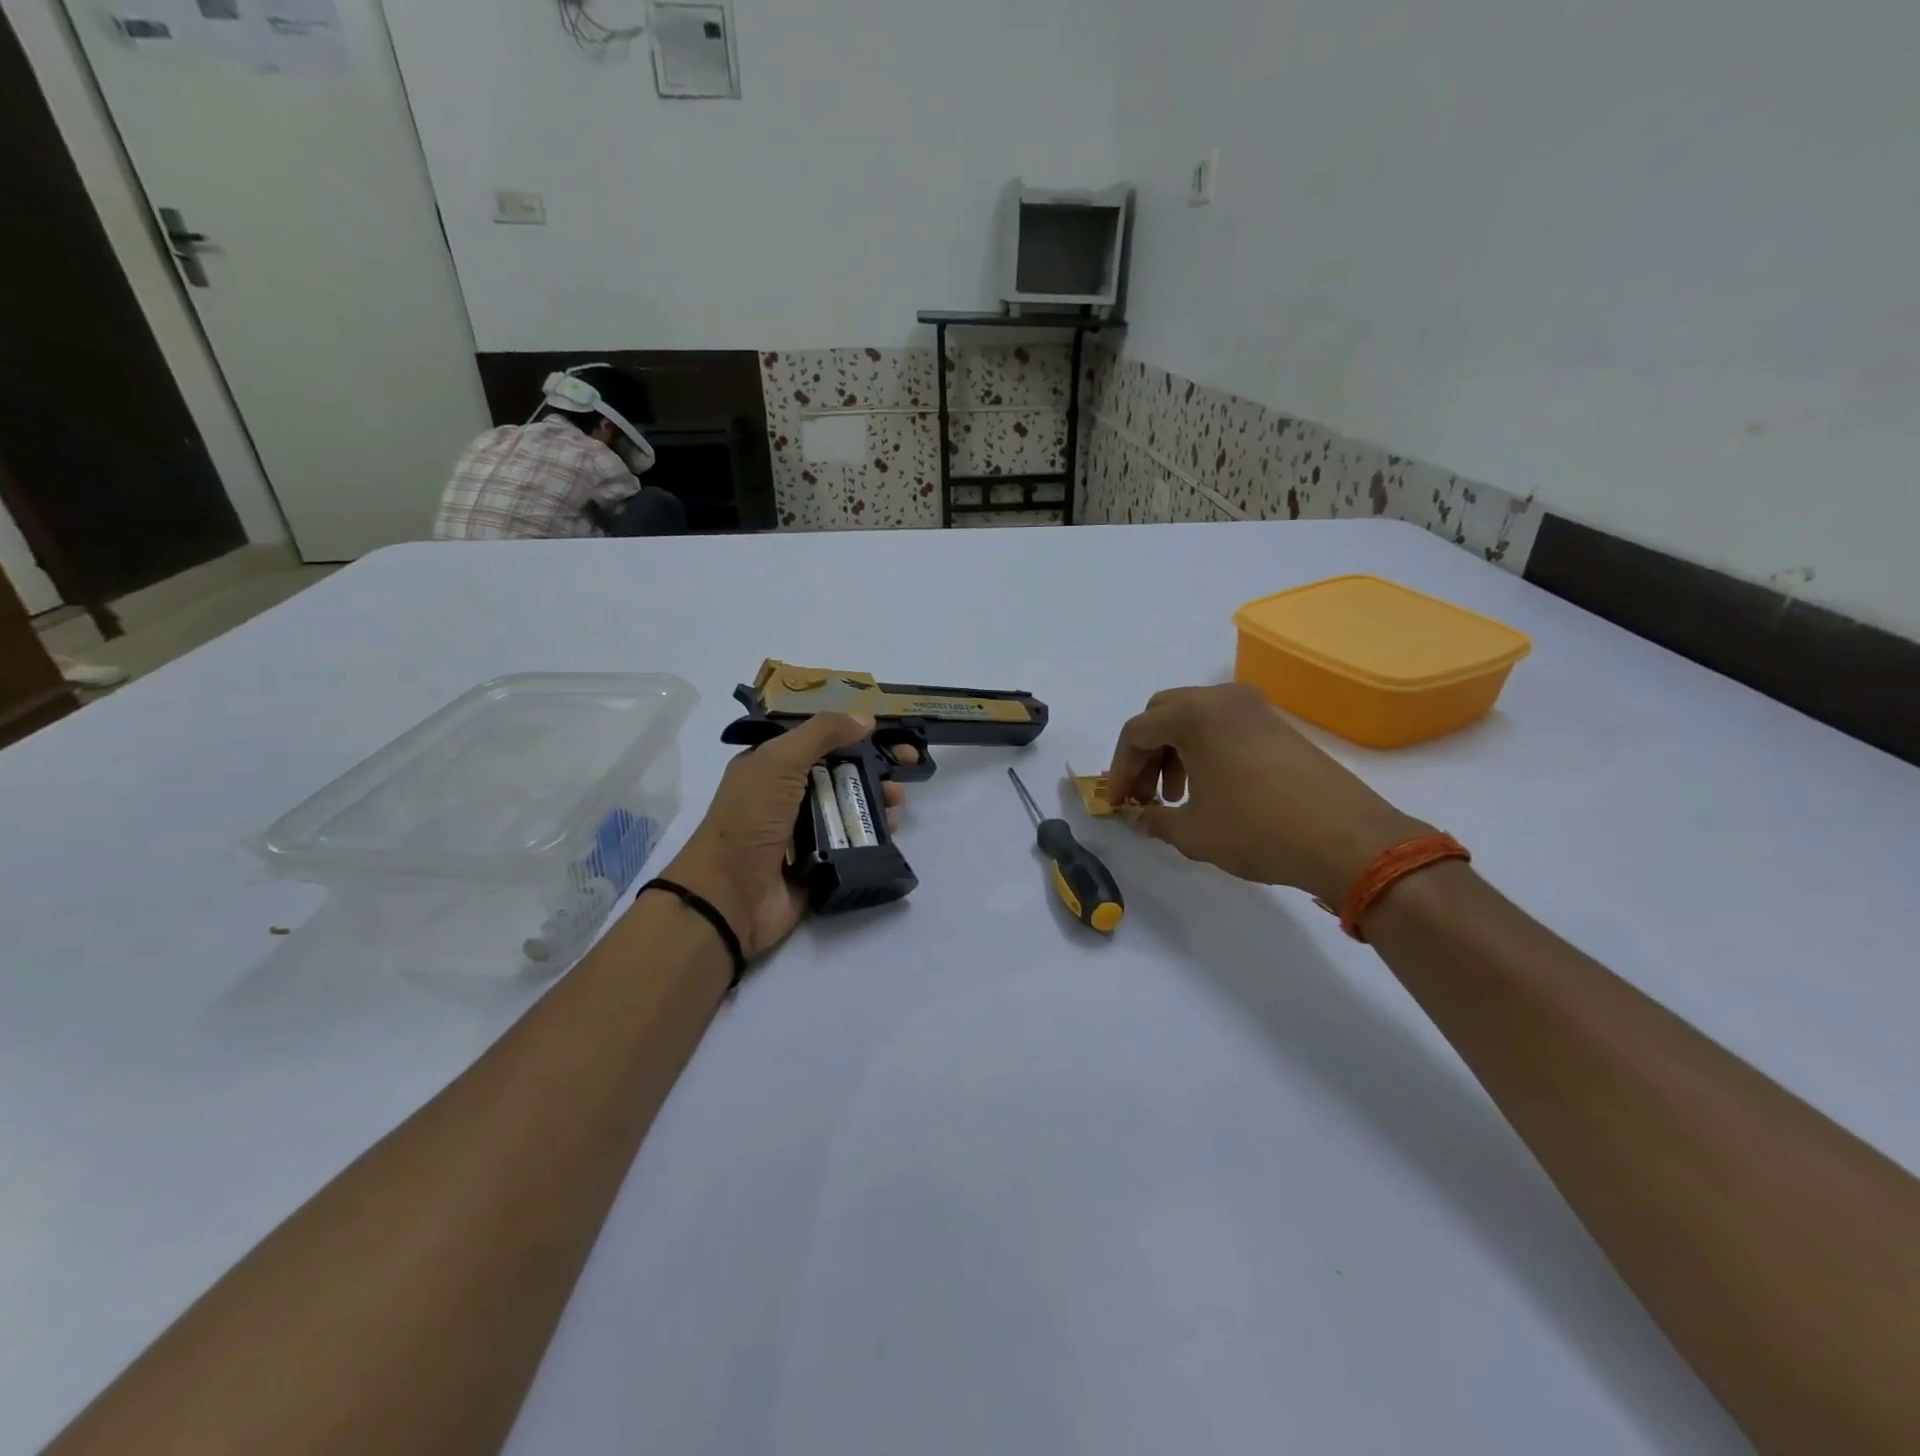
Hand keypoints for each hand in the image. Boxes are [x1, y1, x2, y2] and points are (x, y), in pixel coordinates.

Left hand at [662, 715, 912, 958]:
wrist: (731, 894)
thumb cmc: (750, 818)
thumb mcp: (779, 761)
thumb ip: (821, 734)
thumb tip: (865, 717)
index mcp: (773, 767)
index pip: (820, 741)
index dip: (856, 735)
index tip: (891, 735)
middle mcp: (789, 796)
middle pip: (842, 774)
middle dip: (875, 769)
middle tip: (907, 769)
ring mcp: (806, 832)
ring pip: (851, 808)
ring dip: (877, 801)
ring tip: (895, 804)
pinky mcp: (821, 863)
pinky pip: (854, 843)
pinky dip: (875, 835)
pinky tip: (890, 830)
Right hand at [1107, 684, 1427, 903]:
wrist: (1346, 839)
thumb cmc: (1257, 830)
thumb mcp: (1193, 833)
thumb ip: (1156, 821)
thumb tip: (1142, 819)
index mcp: (1194, 716)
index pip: (1136, 732)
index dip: (1119, 768)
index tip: (1117, 802)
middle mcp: (1222, 700)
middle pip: (1163, 715)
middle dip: (1146, 754)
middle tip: (1144, 794)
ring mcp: (1255, 709)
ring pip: (1195, 719)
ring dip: (1175, 752)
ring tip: (1178, 797)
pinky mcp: (1279, 726)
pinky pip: (1225, 727)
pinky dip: (1206, 750)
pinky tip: (1213, 789)